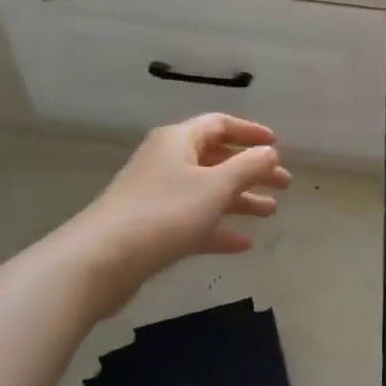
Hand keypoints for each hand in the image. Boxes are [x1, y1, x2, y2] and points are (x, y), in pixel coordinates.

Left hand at [60, 114, 291, 313]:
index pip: (219, 124)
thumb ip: (248, 166)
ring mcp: (158, 196)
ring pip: (208, 192)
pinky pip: (194, 221)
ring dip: (240, 200)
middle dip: (252, 170)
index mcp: (179, 141)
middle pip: (217, 159)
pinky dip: (219, 228)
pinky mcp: (152, 229)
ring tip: (271, 213)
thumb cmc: (165, 213)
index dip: (250, 132)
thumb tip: (270, 151)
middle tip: (284, 184)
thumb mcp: (216, 186)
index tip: (277, 144)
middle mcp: (167, 162)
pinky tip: (243, 244)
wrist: (101, 261)